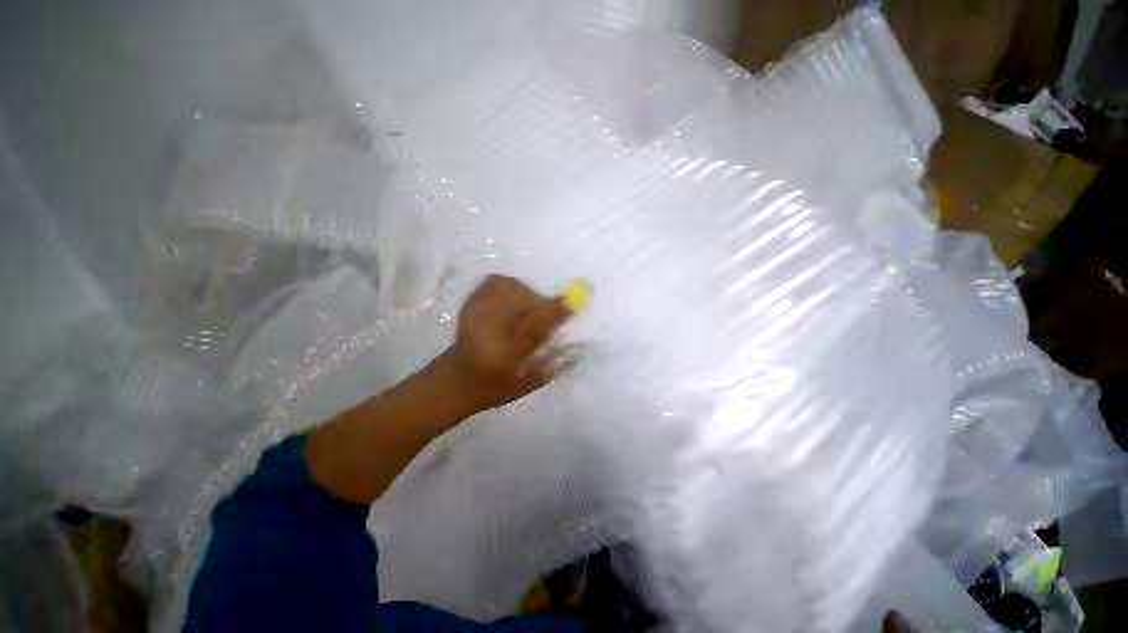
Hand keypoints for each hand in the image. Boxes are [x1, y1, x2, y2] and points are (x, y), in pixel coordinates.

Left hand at [437, 275, 572, 413]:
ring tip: (528, 307)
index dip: (553, 313)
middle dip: (541, 303)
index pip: (532, 328)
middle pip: (521, 302)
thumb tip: (572, 340)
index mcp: (502, 357)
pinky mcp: (469, 305)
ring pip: (510, 288)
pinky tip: (514, 298)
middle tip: (547, 312)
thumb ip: (549, 363)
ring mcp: (475, 315)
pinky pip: (495, 282)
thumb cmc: (495, 387)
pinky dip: (511, 285)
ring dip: (527, 293)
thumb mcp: (525, 384)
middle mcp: (487, 332)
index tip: (571, 305)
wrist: (455, 379)